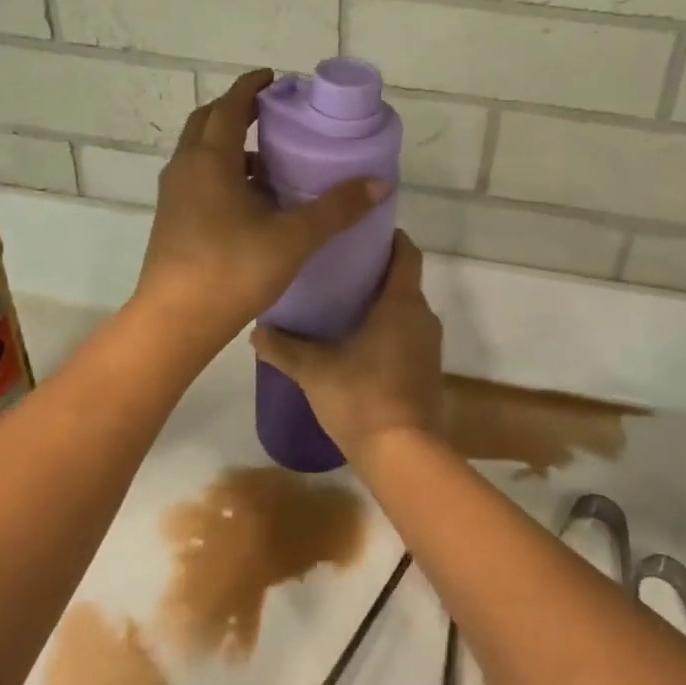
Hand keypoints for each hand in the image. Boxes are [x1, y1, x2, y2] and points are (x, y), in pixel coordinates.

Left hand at [135, 69, 385, 350]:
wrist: (176, 322)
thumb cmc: (233, 270)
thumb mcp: (294, 238)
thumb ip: (337, 209)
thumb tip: (379, 183)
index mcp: (211, 159)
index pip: (230, 106)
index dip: (252, 87)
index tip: (276, 80)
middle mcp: (186, 168)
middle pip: (208, 122)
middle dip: (238, 110)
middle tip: (274, 114)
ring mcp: (175, 195)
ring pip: (201, 152)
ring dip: (230, 144)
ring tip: (269, 157)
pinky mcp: (173, 220)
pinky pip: (199, 179)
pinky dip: (224, 173)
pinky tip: (252, 200)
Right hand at [251, 233, 442, 463]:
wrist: (403, 454)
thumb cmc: (361, 397)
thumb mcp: (315, 370)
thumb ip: (284, 348)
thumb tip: (256, 332)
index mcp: (402, 303)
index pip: (406, 252)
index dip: (389, 237)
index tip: (361, 231)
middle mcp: (423, 317)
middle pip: (403, 280)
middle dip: (375, 272)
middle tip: (336, 268)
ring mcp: (429, 346)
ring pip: (405, 311)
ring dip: (380, 304)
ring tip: (341, 304)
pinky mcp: (428, 371)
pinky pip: (407, 336)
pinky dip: (387, 330)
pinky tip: (356, 343)